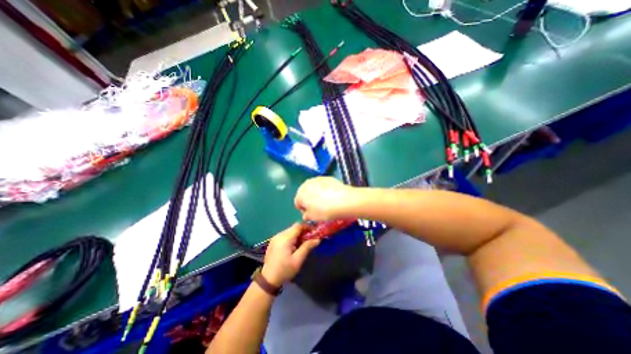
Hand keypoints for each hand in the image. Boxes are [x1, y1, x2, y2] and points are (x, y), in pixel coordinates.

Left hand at [262, 224, 320, 286]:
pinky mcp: (273, 241)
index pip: (298, 226)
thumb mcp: (298, 260)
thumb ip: (307, 247)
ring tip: (304, 242)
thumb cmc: (285, 270)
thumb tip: (318, 239)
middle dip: (304, 231)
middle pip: (294, 227)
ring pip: (290, 231)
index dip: (308, 226)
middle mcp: (279, 234)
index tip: (315, 232)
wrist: (268, 279)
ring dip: (298, 234)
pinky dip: (292, 237)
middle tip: (311, 238)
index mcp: (285, 238)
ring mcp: (275, 237)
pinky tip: (295, 245)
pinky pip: (285, 235)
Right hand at [295, 178, 356, 220]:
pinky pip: (323, 185)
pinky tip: (331, 196)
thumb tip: (306, 215)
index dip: (303, 210)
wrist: (343, 200)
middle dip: (309, 200)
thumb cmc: (325, 211)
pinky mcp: (327, 177)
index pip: (298, 203)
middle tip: (317, 208)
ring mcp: (317, 179)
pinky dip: (325, 189)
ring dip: (316, 194)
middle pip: (305, 193)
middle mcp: (306, 184)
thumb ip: (307, 216)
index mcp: (300, 194)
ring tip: (325, 202)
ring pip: (314, 188)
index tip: (310, 214)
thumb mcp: (313, 217)